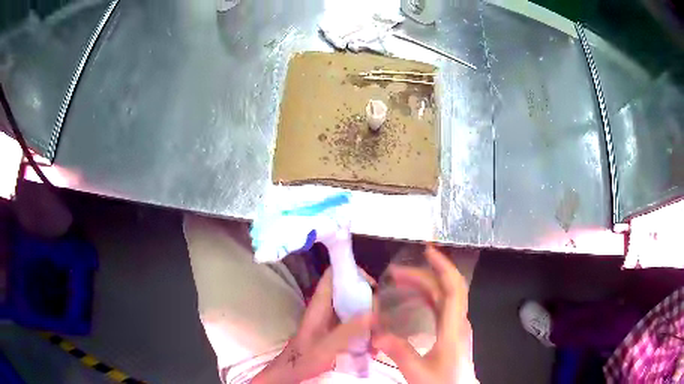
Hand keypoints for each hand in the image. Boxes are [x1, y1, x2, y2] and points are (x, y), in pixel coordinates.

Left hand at [253, 267, 374, 383]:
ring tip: (383, 327)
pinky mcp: (337, 329)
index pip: (333, 274)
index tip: (373, 285)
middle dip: (368, 296)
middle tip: (383, 312)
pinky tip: (375, 341)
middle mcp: (326, 306)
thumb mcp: (326, 346)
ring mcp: (332, 318)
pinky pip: (355, 320)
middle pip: (349, 289)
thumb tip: (373, 313)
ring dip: (369, 313)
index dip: (352, 272)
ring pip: (354, 305)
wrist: (293, 371)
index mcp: (320, 304)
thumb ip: (347, 331)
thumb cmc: (305, 358)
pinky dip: (366, 326)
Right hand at [372, 245, 471, 383]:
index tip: (427, 252)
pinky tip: (414, 298)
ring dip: (425, 284)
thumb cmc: (443, 383)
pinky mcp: (453, 331)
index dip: (443, 267)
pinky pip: (442, 306)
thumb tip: (375, 333)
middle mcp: (459, 321)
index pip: (453, 289)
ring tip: (401, 280)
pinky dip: (428, 295)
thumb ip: (398, 352)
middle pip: (447, 288)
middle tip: (396, 272)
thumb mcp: (418, 372)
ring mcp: (457, 326)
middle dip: (424, 274)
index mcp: (454, 327)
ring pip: (445, 296)